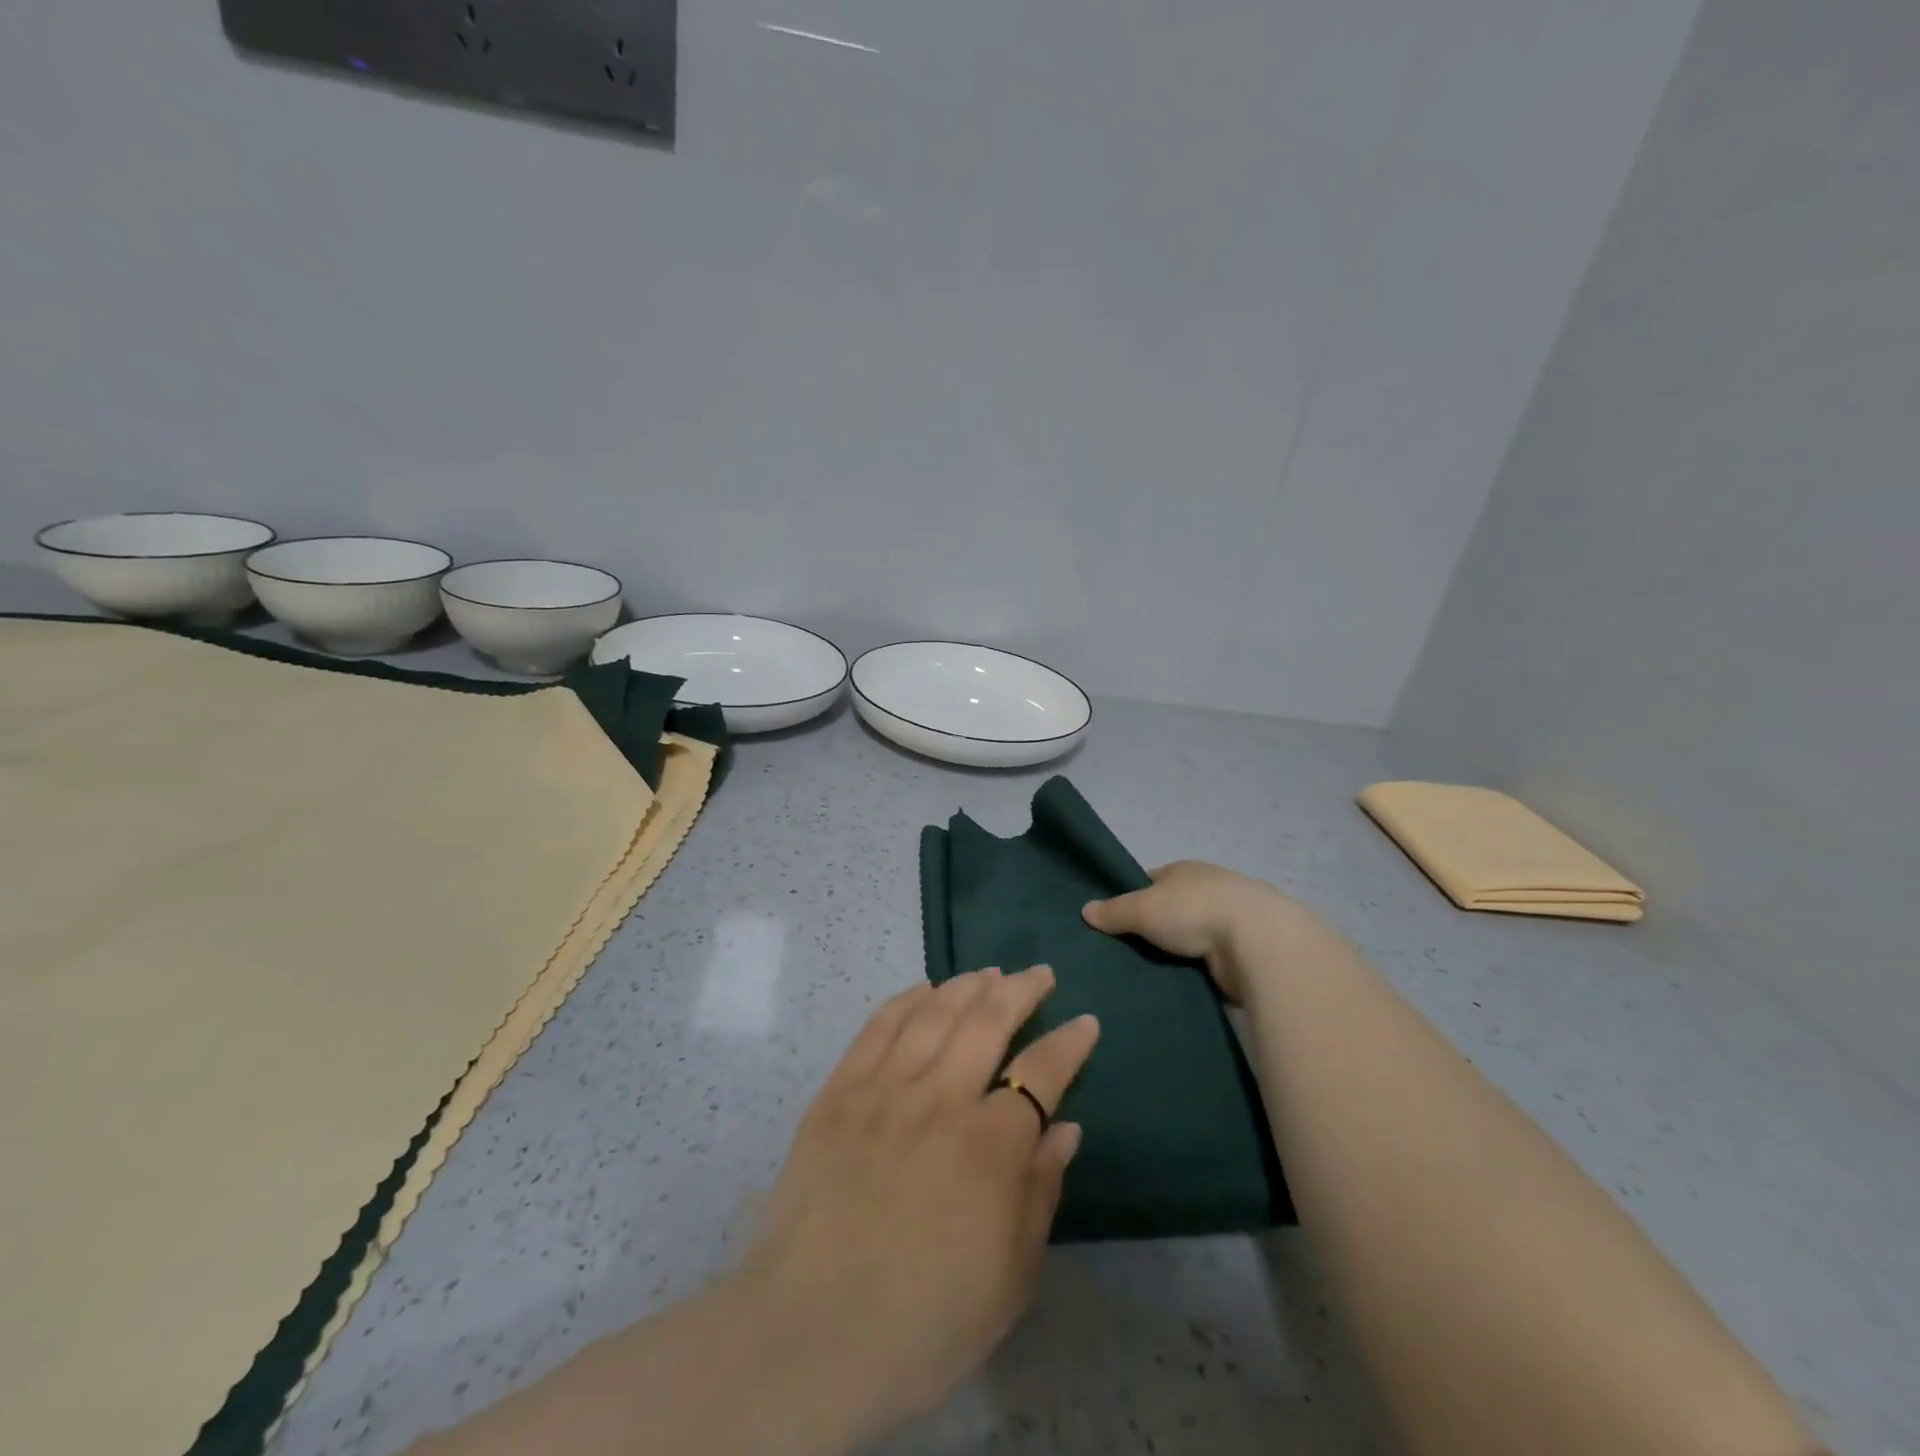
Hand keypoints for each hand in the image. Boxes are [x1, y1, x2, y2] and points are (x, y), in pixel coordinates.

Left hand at [739, 966, 1098, 1445]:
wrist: (810, 1335)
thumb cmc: (925, 1320)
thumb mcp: (1010, 1278)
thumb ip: (1041, 1191)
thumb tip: (1066, 1129)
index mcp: (989, 1146)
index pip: (1042, 1073)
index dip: (1069, 1043)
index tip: (1086, 1021)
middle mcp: (940, 1100)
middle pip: (987, 1022)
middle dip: (1020, 990)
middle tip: (1038, 974)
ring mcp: (883, 1090)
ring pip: (934, 1014)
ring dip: (966, 985)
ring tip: (988, 972)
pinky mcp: (838, 1093)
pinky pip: (877, 1028)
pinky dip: (906, 1000)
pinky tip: (923, 989)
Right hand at [1081, 860, 1300, 1001]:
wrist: (1258, 941)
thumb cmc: (1194, 910)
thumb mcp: (1142, 907)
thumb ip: (1114, 911)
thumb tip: (1085, 910)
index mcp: (1185, 871)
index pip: (1151, 881)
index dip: (1133, 898)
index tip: (1115, 922)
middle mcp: (1208, 890)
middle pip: (1171, 910)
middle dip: (1153, 930)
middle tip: (1124, 955)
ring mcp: (1229, 921)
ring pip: (1190, 938)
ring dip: (1176, 953)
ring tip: (1146, 975)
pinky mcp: (1243, 952)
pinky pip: (1208, 962)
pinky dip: (1196, 972)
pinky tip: (1178, 986)